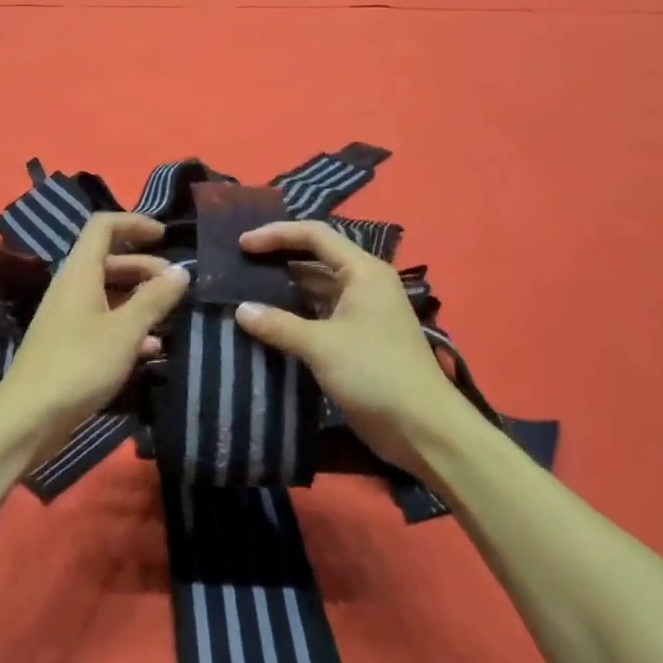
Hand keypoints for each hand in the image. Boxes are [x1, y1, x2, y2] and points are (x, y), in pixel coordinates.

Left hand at [0, 213, 190, 461]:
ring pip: (109, 294)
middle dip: (145, 267)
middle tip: (177, 286)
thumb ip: (155, 299)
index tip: (165, 236)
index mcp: (80, 272)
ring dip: (140, 299)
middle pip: (110, 260)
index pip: (103, 226)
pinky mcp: (69, 345)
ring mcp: (68, 317)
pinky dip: (128, 327)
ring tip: (172, 316)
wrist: (28, 418)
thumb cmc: (79, 365)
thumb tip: (181, 271)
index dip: (134, 223)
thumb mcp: (125, 331)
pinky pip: (104, 323)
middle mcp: (72, 287)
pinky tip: (152, 349)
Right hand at [233, 220, 475, 478]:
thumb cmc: (374, 373)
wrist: (422, 428)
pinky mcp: (358, 338)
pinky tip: (268, 322)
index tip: (242, 245)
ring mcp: (362, 312)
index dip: (277, 235)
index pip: (315, 235)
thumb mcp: (321, 346)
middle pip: (316, 257)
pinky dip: (295, 314)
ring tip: (246, 290)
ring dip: (285, 288)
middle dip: (279, 258)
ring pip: (317, 287)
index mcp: (363, 271)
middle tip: (239, 264)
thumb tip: (240, 310)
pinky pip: (320, 314)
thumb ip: (278, 325)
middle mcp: (364, 283)